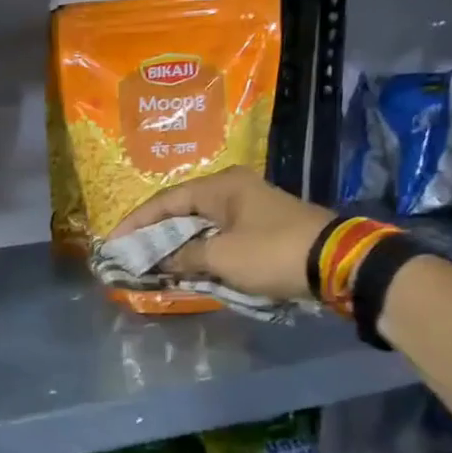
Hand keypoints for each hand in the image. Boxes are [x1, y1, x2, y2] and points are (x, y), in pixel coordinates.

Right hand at [110, 167, 335, 302]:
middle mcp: (232, 190)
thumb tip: (160, 261)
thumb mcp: (222, 257)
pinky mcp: (262, 229)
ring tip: (151, 262)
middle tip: (130, 253)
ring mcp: (249, 208)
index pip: (165, 201)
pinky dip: (200, 251)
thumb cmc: (272, 252)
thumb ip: (185, 257)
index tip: (113, 242)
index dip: (136, 223)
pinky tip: (185, 266)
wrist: (338, 263)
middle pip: (182, 211)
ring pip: (201, 226)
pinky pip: (219, 237)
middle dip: (155, 234)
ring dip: (177, 245)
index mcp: (220, 186)